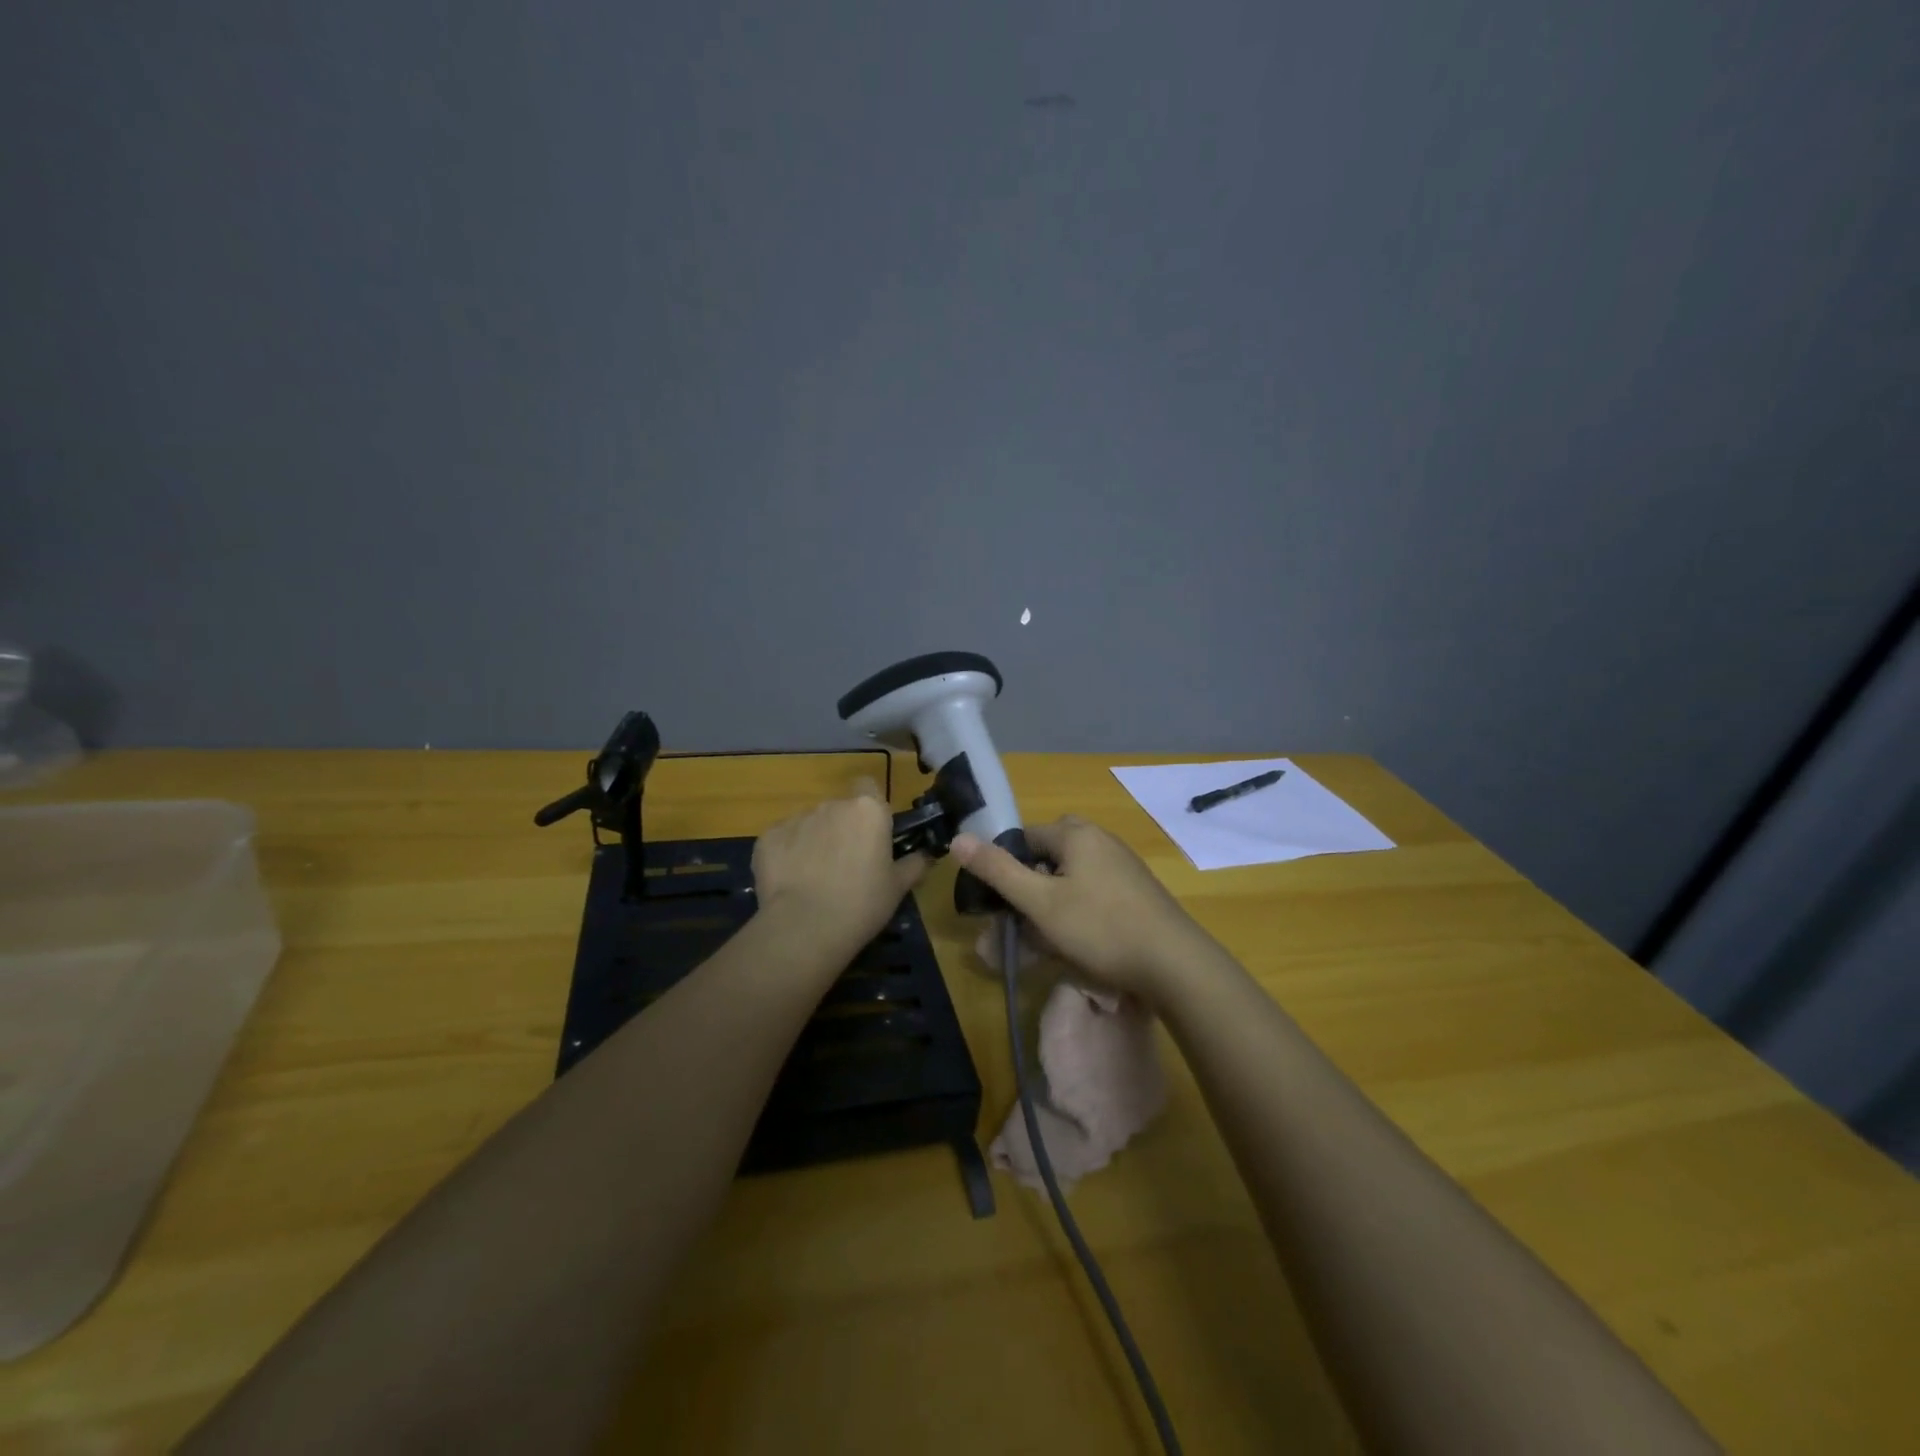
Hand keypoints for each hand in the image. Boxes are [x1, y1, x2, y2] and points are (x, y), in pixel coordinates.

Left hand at [752, 781, 927, 960]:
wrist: (805, 928)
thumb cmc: (863, 904)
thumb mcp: (899, 887)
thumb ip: (914, 864)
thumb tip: (925, 854)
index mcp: (868, 810)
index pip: (869, 787)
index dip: (870, 808)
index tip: (872, 834)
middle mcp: (831, 805)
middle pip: (839, 809)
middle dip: (842, 830)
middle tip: (847, 865)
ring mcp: (796, 819)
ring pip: (810, 824)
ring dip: (815, 841)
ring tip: (816, 878)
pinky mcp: (767, 838)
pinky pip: (783, 840)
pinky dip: (787, 855)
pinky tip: (791, 883)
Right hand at [951, 816, 1214, 1002]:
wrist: (1174, 963)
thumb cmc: (1100, 928)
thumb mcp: (1040, 902)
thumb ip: (998, 870)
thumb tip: (958, 838)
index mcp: (1076, 834)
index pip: (1026, 836)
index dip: (1007, 865)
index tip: (1000, 900)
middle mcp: (1102, 841)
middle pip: (1050, 855)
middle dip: (1032, 883)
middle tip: (1024, 917)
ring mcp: (1124, 866)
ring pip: (1073, 875)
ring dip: (1054, 901)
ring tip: (1047, 938)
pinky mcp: (1138, 892)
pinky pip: (1095, 891)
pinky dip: (1079, 910)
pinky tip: (1080, 942)